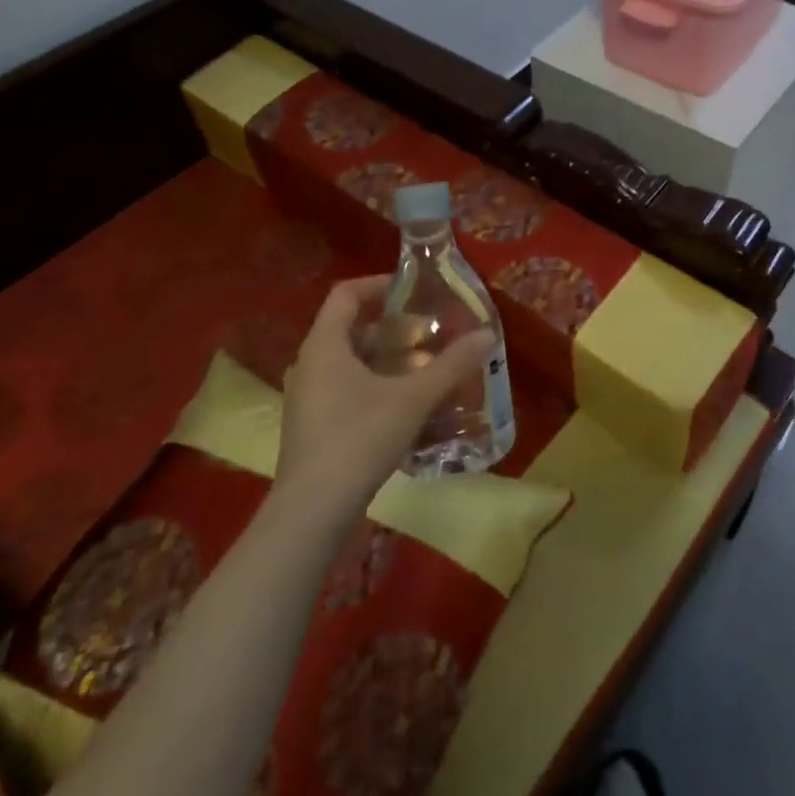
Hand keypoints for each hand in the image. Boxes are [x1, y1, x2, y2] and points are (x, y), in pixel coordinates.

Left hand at [278, 276, 495, 516]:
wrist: (312, 510)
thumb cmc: (359, 439)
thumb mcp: (412, 399)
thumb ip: (451, 366)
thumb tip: (487, 334)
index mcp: (325, 345)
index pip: (345, 295)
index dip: (378, 285)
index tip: (412, 291)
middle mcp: (309, 364)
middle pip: (350, 329)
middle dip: (392, 329)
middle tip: (429, 335)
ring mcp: (307, 397)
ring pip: (349, 363)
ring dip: (386, 360)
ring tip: (424, 370)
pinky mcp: (312, 426)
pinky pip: (344, 389)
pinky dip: (374, 386)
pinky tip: (405, 407)